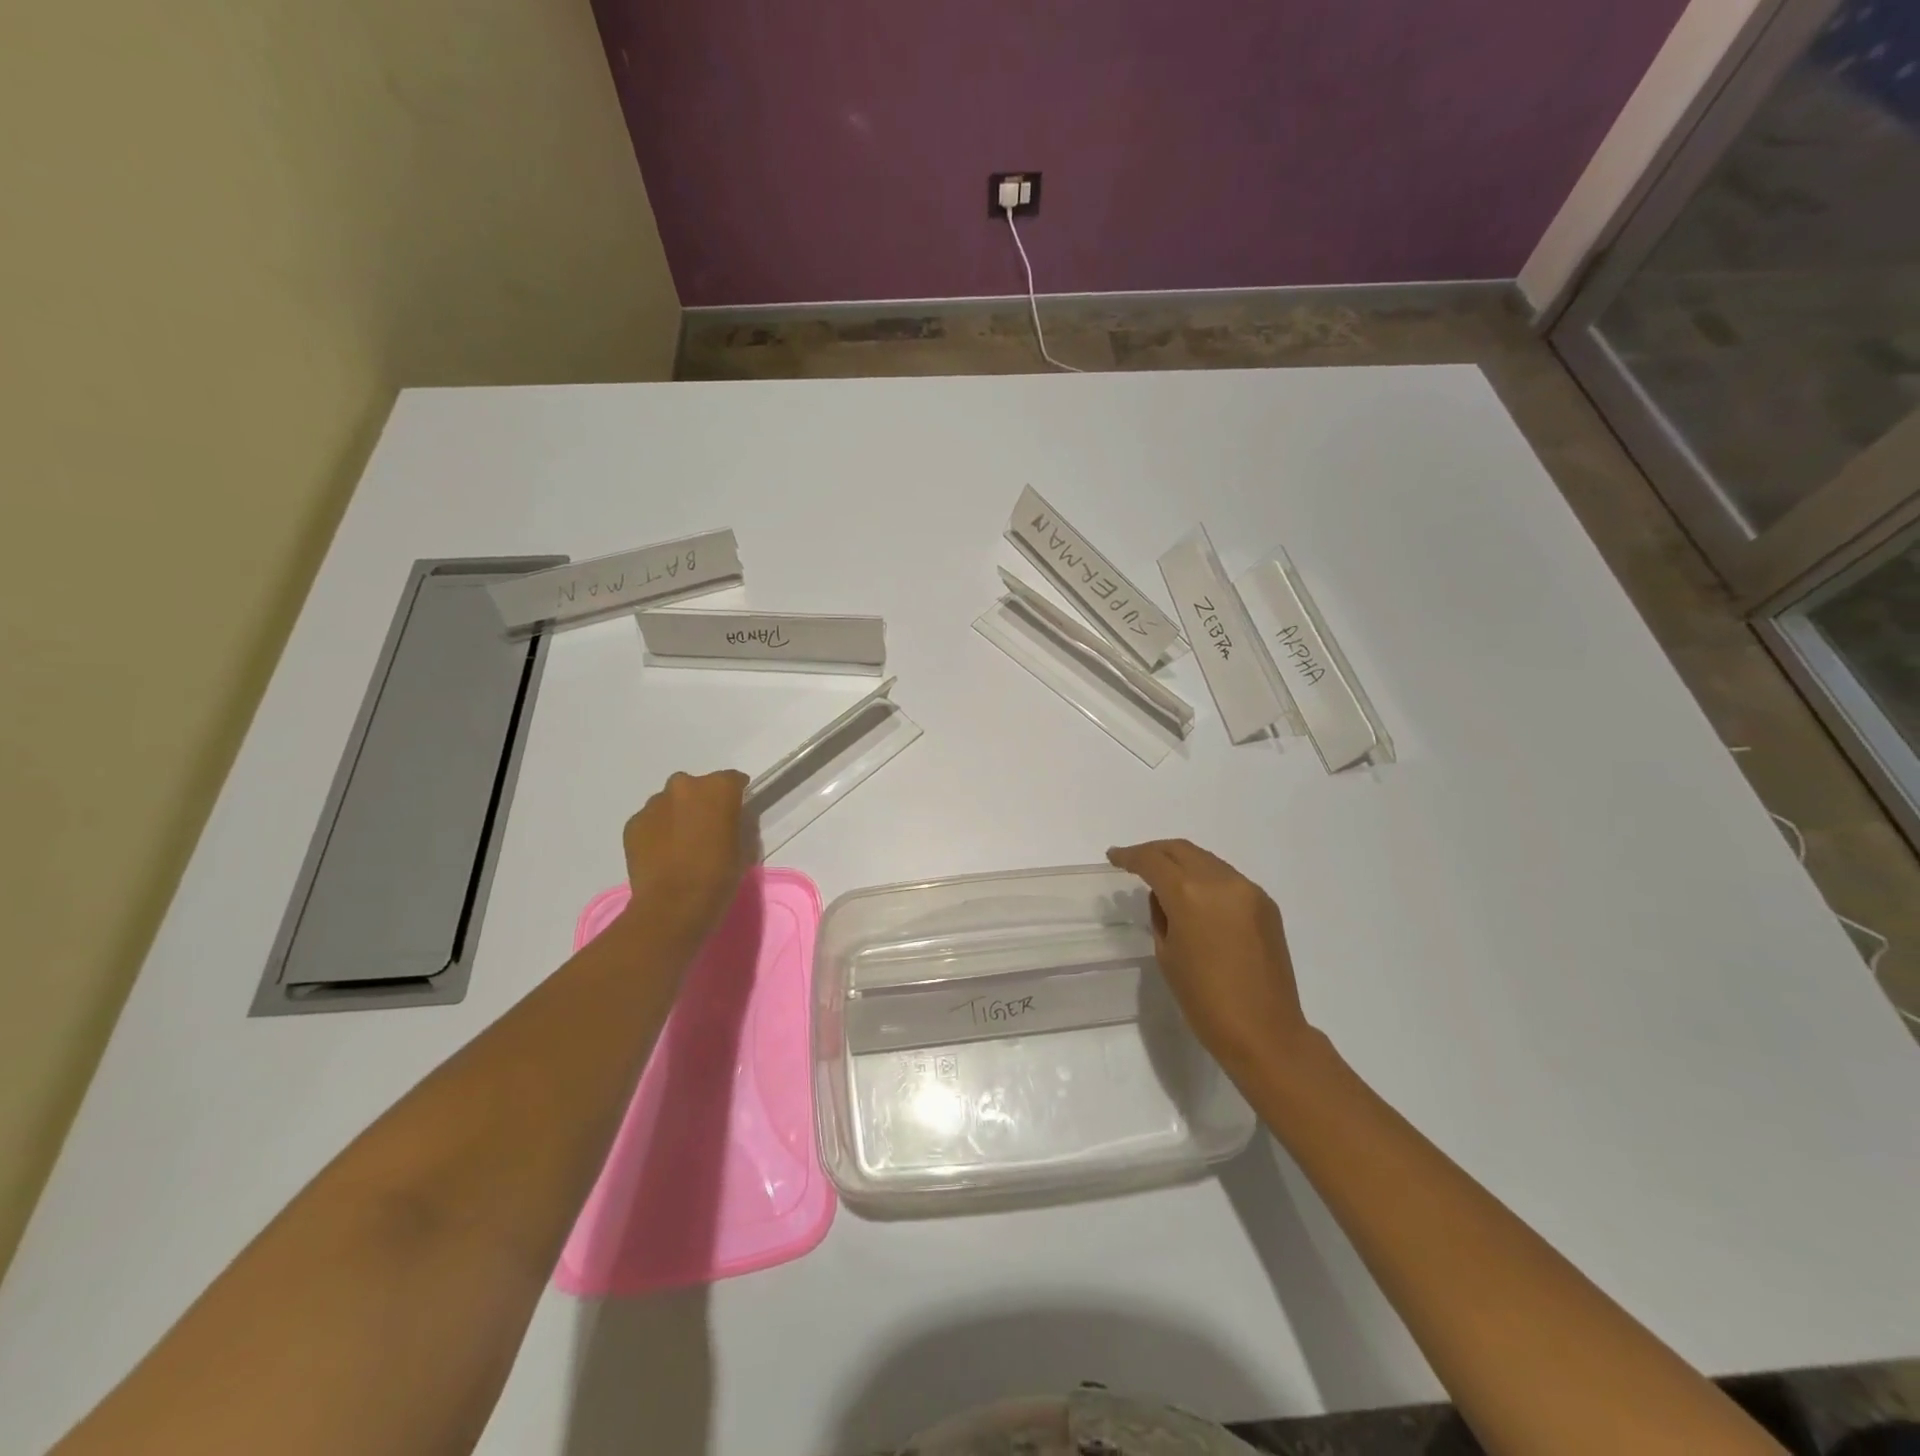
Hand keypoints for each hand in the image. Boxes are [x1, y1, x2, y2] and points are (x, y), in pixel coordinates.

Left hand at [621, 770, 751, 954]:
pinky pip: (651, 821)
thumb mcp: (744, 847)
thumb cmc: (718, 875)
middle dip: (702, 803)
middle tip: (707, 829)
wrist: (673, 905)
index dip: (736, 796)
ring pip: (670, 802)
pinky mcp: (633, 824)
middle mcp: (684, 785)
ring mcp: (654, 804)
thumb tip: (730, 820)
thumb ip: (738, 823)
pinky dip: (658, 831)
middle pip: (697, 787)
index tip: (737, 813)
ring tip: (681, 844)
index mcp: (718, 788)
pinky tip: (663, 855)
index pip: (733, 780)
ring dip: (678, 815)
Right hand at [1107, 839, 1310, 1076]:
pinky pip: (1227, 878)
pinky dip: (1206, 878)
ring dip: (1182, 862)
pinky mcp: (1266, 904)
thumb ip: (1161, 915)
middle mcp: (1221, 881)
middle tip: (1135, 861)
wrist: (1265, 1032)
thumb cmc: (1204, 1000)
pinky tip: (1196, 896)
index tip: (1114, 857)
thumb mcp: (1167, 954)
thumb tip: (1164, 896)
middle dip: (1155, 852)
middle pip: (1181, 849)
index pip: (1152, 860)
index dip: (1130, 856)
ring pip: (1206, 860)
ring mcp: (1248, 890)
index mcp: (1189, 894)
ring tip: (1164, 877)